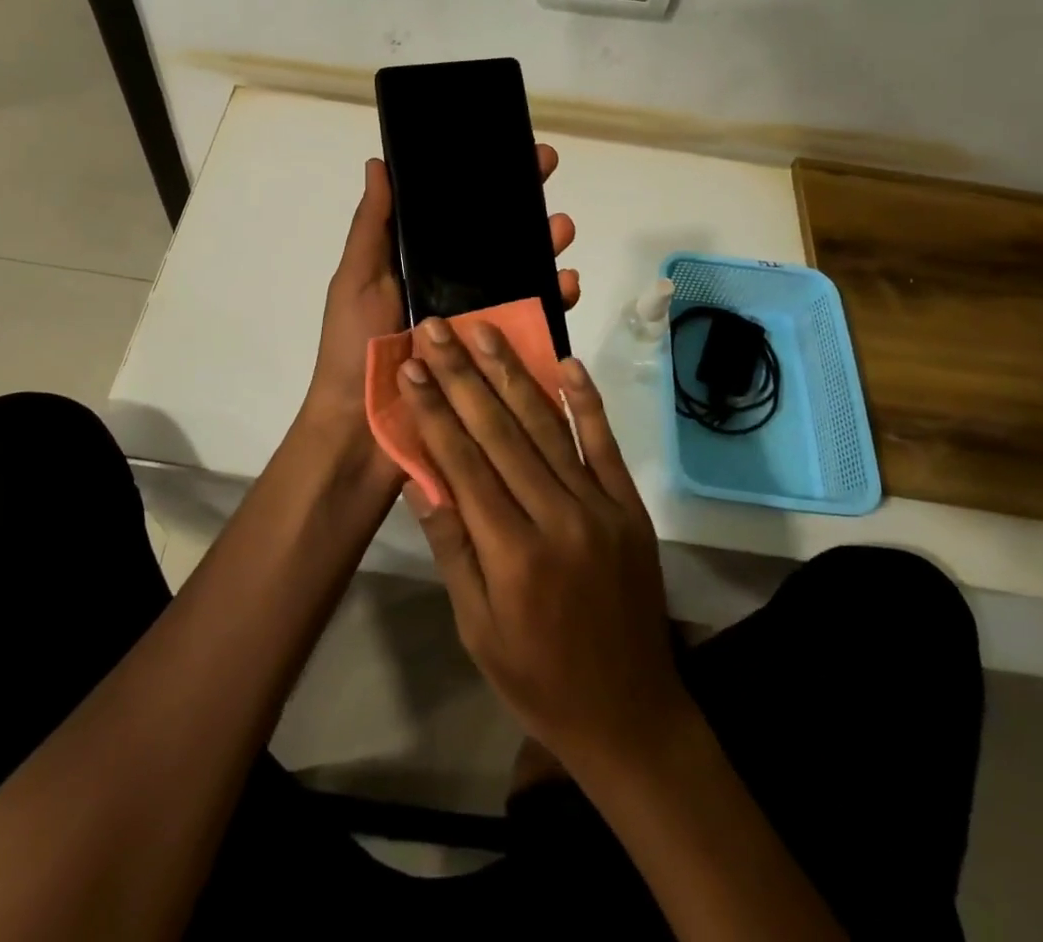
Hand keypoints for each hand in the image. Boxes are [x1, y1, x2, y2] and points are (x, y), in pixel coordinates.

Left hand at [295, 150, 579, 457]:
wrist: (361, 432)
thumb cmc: (355, 347)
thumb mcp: (357, 279)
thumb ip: (372, 226)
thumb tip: (378, 163)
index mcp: (418, 267)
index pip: (457, 216)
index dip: (483, 184)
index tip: (510, 153)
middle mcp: (452, 290)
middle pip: (497, 243)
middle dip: (524, 209)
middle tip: (547, 179)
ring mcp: (477, 323)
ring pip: (522, 277)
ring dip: (545, 249)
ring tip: (561, 229)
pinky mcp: (495, 357)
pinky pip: (533, 324)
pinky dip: (554, 302)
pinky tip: (568, 285)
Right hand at [397, 322, 690, 773]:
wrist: (631, 714)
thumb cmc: (538, 679)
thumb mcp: (477, 628)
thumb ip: (452, 547)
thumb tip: (419, 478)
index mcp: (512, 554)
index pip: (464, 463)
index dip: (435, 409)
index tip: (412, 366)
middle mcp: (557, 517)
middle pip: (501, 431)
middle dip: (463, 374)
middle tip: (439, 328)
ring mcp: (600, 506)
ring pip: (548, 426)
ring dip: (513, 373)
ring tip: (486, 330)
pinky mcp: (629, 506)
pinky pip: (604, 444)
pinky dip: (585, 402)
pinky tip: (567, 364)